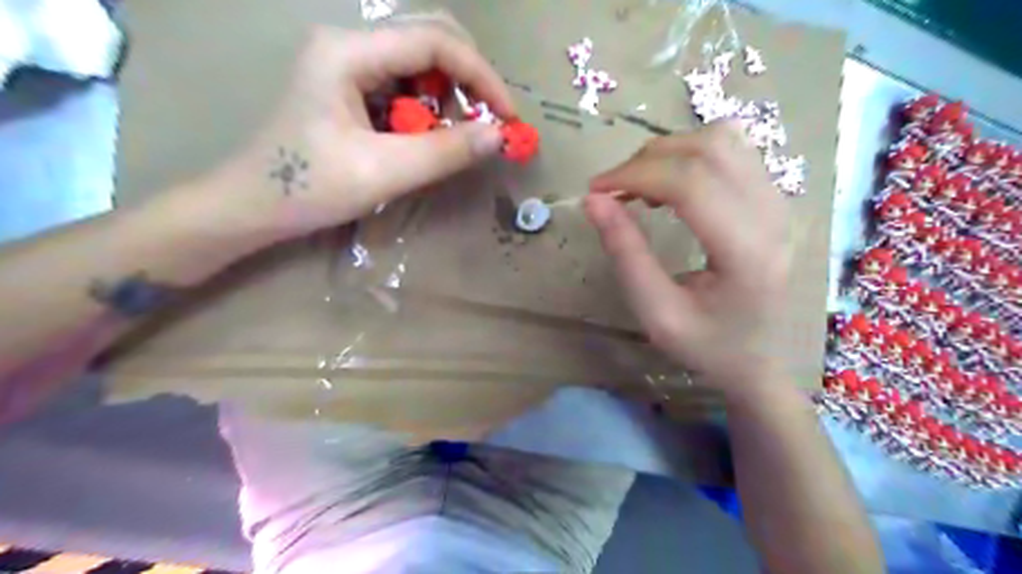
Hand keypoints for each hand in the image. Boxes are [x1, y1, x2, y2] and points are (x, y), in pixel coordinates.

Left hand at [203, 17, 514, 243]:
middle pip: (430, 40)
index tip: (507, 117)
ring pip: (421, 63)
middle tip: (486, 123)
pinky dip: (430, 108)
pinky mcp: (351, 85)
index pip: (434, 42)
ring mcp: (349, 63)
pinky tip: (428, 136)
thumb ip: (444, 152)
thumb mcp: (383, 172)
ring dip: (450, 96)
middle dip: (468, 80)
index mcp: (349, 52)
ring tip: (455, 137)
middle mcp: (350, 44)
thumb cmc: (309, 188)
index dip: (481, 76)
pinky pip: (406, 85)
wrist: (254, 205)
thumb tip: (499, 137)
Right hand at [583, 120, 787, 393]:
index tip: (595, 191)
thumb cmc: (708, 346)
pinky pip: (734, 149)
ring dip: (669, 151)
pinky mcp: (773, 198)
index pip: (690, 183)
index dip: (635, 175)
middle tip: (611, 190)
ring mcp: (778, 202)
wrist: (762, 359)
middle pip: (707, 150)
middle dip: (646, 161)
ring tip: (640, 186)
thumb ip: (626, 254)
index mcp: (746, 252)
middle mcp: (771, 215)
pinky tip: (672, 182)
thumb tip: (593, 201)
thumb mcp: (657, 313)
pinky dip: (692, 153)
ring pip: (722, 139)